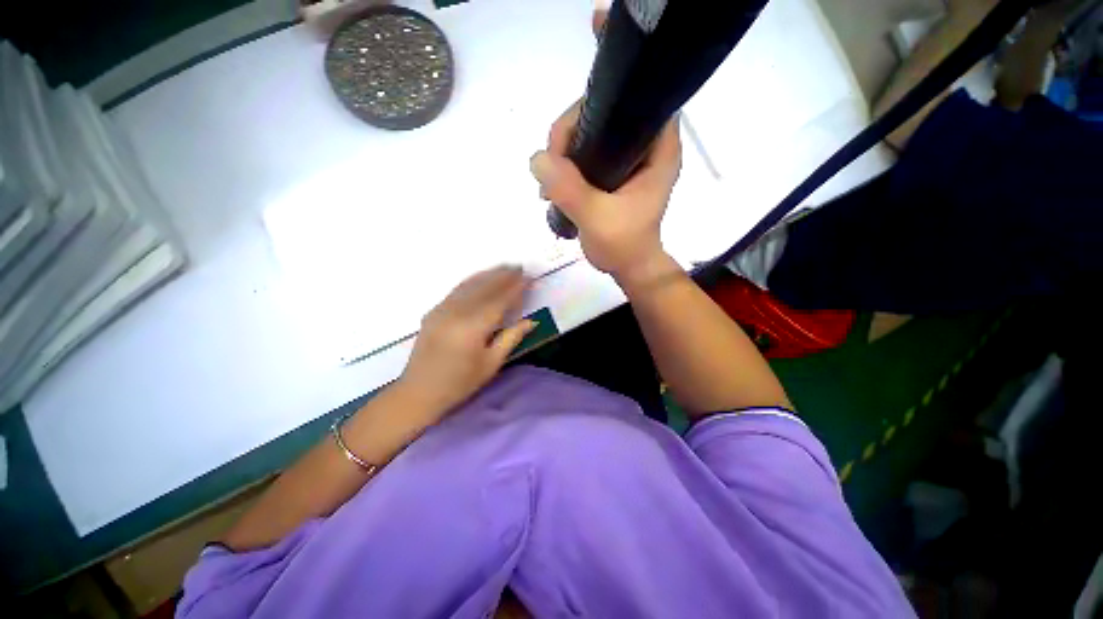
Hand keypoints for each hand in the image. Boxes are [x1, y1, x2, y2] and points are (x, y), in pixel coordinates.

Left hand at [398, 265, 536, 417]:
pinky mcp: (434, 311)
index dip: (516, 287)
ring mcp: (443, 309)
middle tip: (520, 267)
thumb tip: (531, 321)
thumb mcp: (491, 363)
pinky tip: (481, 276)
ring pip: (470, 284)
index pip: (500, 300)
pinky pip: (457, 289)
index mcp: (474, 327)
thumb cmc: (460, 383)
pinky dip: (472, 279)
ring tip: (505, 267)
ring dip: (489, 274)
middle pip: (486, 287)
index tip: (529, 277)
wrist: (419, 392)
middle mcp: (458, 312)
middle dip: (504, 275)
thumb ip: (511, 338)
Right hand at [529, 103, 681, 285]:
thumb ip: (569, 188)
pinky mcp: (615, 173)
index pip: (631, 101)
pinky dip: (568, 165)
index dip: (595, 108)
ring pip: (592, 134)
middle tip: (553, 163)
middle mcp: (647, 147)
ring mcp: (629, 159)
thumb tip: (537, 158)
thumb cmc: (623, 245)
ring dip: (566, 151)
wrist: (629, 267)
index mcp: (659, 149)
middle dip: (572, 132)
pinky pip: (587, 155)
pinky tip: (555, 185)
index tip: (567, 138)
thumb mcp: (596, 218)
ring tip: (550, 182)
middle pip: (605, 114)